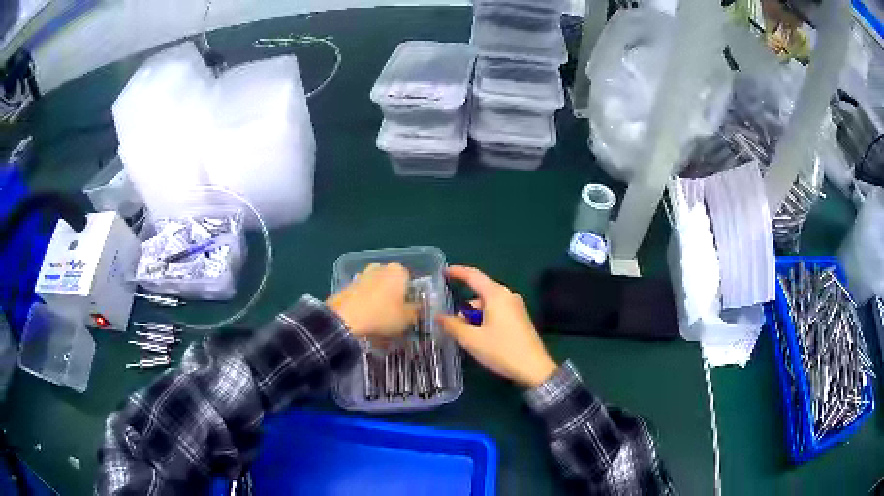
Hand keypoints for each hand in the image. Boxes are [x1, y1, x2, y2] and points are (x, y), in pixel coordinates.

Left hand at [327, 263, 414, 339]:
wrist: (344, 319)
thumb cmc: (382, 316)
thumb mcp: (406, 319)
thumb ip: (415, 312)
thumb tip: (416, 309)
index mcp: (398, 271)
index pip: (410, 281)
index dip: (410, 297)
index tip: (408, 311)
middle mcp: (380, 268)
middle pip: (391, 283)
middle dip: (393, 296)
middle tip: (394, 315)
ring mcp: (361, 275)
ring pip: (375, 288)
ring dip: (378, 300)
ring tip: (378, 320)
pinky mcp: (347, 285)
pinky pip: (361, 294)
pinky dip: (364, 303)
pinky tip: (364, 319)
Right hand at [438, 266, 557, 388]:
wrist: (534, 368)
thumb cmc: (502, 350)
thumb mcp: (472, 340)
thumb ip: (453, 326)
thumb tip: (439, 316)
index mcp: (496, 295)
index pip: (473, 276)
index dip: (457, 272)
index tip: (443, 272)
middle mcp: (508, 296)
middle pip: (480, 292)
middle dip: (464, 306)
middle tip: (448, 321)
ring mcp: (516, 307)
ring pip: (488, 304)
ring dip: (474, 315)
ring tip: (463, 335)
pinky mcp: (520, 318)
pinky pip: (497, 312)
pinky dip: (484, 319)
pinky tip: (479, 336)